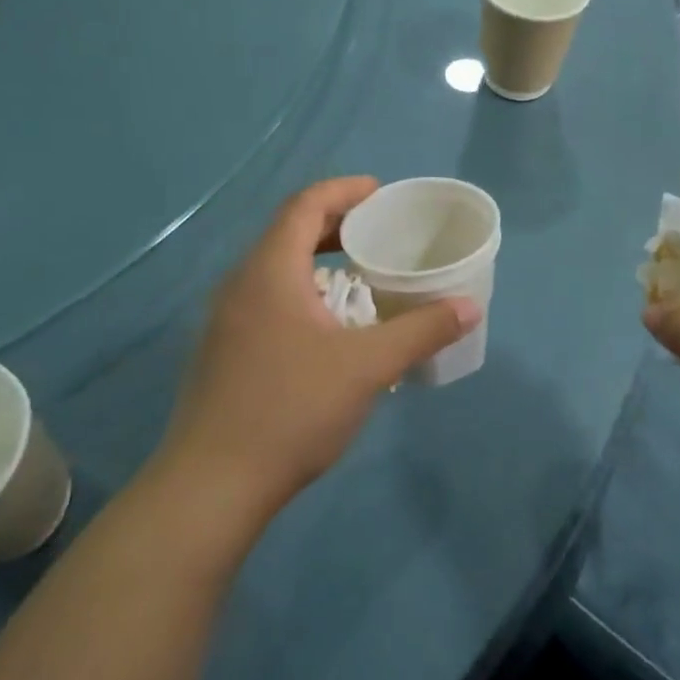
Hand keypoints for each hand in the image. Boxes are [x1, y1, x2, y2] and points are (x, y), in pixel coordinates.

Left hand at [151, 177, 480, 535]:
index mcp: (269, 272)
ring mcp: (225, 321)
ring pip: (276, 270)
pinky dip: (303, 292)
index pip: (304, 206)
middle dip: (335, 224)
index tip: (380, 193)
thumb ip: (421, 330)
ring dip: (318, 261)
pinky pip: (267, 299)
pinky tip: (329, 327)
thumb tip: (469, 307)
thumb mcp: (368, 367)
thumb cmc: (291, 411)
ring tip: (360, 274)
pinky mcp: (223, 353)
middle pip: (288, 233)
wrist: (210, 489)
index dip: (343, 191)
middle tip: (378, 232)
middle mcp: (240, 286)